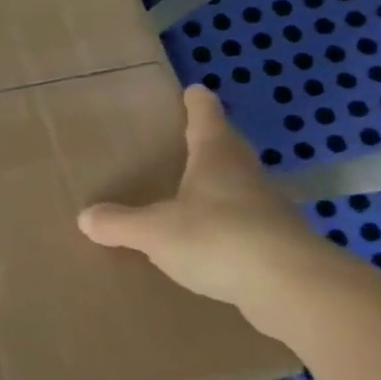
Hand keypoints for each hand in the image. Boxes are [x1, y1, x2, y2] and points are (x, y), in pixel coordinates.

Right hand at [77, 85, 332, 315]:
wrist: (294, 289)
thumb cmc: (218, 239)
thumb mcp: (154, 231)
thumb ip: (119, 223)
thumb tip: (86, 217)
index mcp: (217, 160)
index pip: (207, 121)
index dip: (198, 105)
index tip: (194, 90)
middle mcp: (246, 178)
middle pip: (229, 151)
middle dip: (212, 142)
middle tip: (191, 137)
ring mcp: (270, 212)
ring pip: (240, 188)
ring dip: (222, 186)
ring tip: (195, 192)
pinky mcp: (280, 246)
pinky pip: (247, 227)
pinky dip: (229, 226)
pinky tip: (212, 242)